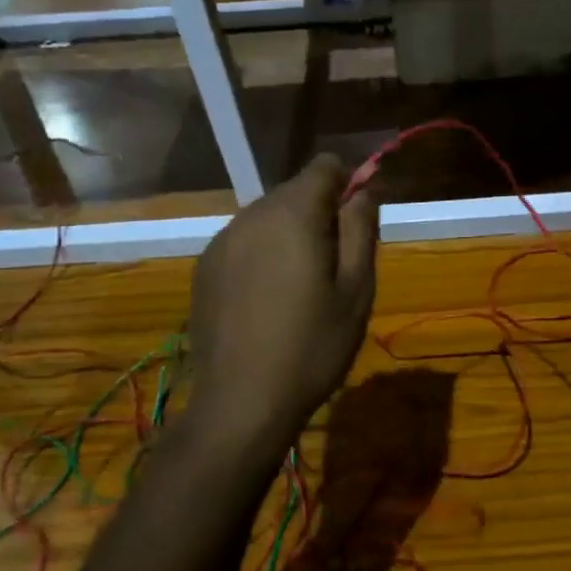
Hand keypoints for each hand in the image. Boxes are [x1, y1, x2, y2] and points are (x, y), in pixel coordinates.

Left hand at [189, 154, 378, 449]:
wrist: (241, 403)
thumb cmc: (312, 346)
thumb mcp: (356, 290)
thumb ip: (361, 228)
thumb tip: (366, 188)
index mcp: (292, 214)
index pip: (324, 166)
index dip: (348, 184)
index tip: (358, 224)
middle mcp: (250, 215)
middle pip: (294, 191)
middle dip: (320, 214)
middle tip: (335, 267)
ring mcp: (221, 242)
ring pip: (267, 217)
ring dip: (290, 235)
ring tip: (301, 288)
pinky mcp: (204, 268)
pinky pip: (244, 242)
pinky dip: (263, 254)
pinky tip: (268, 301)